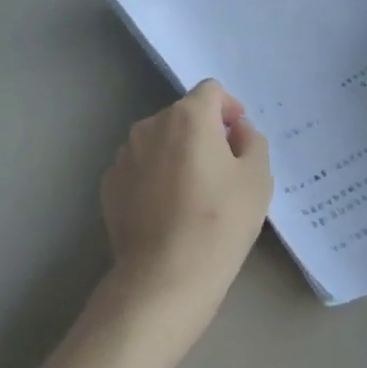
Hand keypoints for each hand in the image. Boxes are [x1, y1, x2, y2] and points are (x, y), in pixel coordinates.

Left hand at [98, 80, 272, 349]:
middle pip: (183, 115)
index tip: (238, 135)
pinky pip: (139, 168)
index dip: (229, 107)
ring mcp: (124, 155)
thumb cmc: (220, 222)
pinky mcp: (109, 184)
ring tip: (192, 193)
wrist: (164, 276)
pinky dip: (154, 176)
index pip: (211, 91)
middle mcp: (150, 126)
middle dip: (203, 132)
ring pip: (158, 141)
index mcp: (188, 116)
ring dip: (176, 153)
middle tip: (222, 169)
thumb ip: (252, 141)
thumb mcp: (257, 178)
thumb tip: (236, 130)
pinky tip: (167, 210)